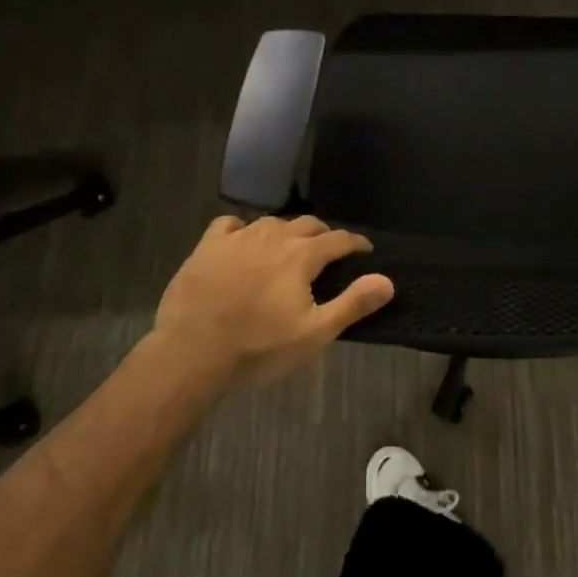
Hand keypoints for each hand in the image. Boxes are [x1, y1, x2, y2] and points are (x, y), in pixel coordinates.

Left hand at [151, 215, 394, 389]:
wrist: (190, 354)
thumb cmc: (258, 348)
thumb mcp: (314, 334)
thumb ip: (353, 303)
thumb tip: (388, 280)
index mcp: (301, 255)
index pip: (338, 239)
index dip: (355, 243)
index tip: (365, 250)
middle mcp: (273, 236)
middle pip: (307, 224)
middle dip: (324, 235)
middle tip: (329, 252)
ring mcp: (237, 238)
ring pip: (271, 222)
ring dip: (287, 232)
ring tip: (289, 248)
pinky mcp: (207, 246)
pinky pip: (231, 224)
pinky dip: (243, 230)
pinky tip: (243, 243)